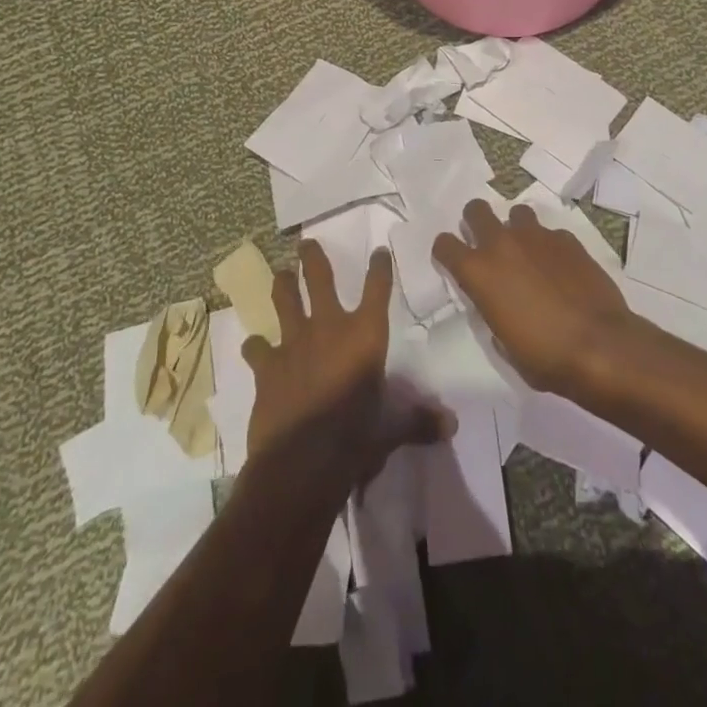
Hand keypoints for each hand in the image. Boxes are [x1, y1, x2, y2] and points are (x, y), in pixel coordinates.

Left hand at [242, 240, 450, 490]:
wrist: (302, 463)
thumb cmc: (355, 440)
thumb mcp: (391, 431)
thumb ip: (418, 422)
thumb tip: (451, 425)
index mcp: (365, 335)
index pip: (377, 290)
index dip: (379, 268)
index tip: (379, 252)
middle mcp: (329, 327)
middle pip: (319, 278)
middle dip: (313, 257)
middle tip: (306, 243)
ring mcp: (294, 343)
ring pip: (284, 299)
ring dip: (283, 285)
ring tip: (282, 274)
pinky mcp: (267, 367)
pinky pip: (257, 347)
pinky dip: (256, 347)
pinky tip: (254, 347)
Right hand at [433, 200, 635, 395]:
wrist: (599, 346)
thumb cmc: (544, 357)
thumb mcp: (503, 343)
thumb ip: (491, 311)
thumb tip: (496, 301)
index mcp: (478, 272)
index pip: (444, 244)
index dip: (446, 251)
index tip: (454, 262)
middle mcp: (502, 244)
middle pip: (475, 210)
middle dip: (476, 222)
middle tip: (487, 244)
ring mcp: (536, 236)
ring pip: (516, 212)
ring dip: (515, 228)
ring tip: (527, 252)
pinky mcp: (566, 238)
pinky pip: (549, 232)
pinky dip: (548, 245)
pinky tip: (559, 267)